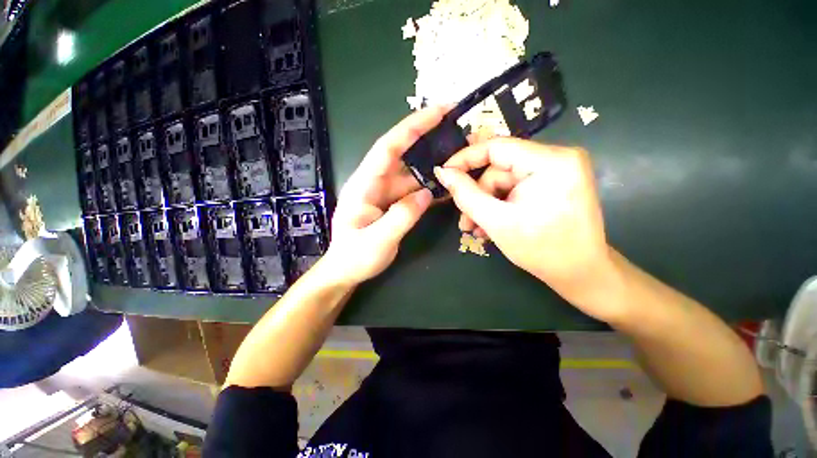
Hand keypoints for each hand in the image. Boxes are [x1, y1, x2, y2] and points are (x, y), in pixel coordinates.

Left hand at [324, 107, 444, 284]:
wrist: (346, 270)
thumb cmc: (355, 257)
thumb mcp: (378, 240)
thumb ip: (402, 216)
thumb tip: (427, 193)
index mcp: (363, 185)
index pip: (387, 148)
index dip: (411, 127)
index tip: (436, 111)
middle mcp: (373, 182)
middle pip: (401, 154)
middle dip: (425, 136)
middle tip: (453, 124)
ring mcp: (384, 193)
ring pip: (410, 172)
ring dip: (430, 163)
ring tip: (455, 155)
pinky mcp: (391, 203)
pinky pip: (412, 189)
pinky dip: (428, 185)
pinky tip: (444, 184)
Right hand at [434, 138, 618, 319]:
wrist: (581, 274)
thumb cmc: (541, 250)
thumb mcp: (496, 221)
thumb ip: (465, 195)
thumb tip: (443, 173)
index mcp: (550, 162)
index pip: (497, 146)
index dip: (465, 159)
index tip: (444, 174)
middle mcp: (558, 158)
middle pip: (499, 169)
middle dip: (478, 195)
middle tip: (464, 220)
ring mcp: (557, 171)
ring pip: (504, 181)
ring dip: (485, 205)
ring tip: (475, 229)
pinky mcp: (553, 183)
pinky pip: (515, 188)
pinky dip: (499, 205)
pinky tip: (490, 225)